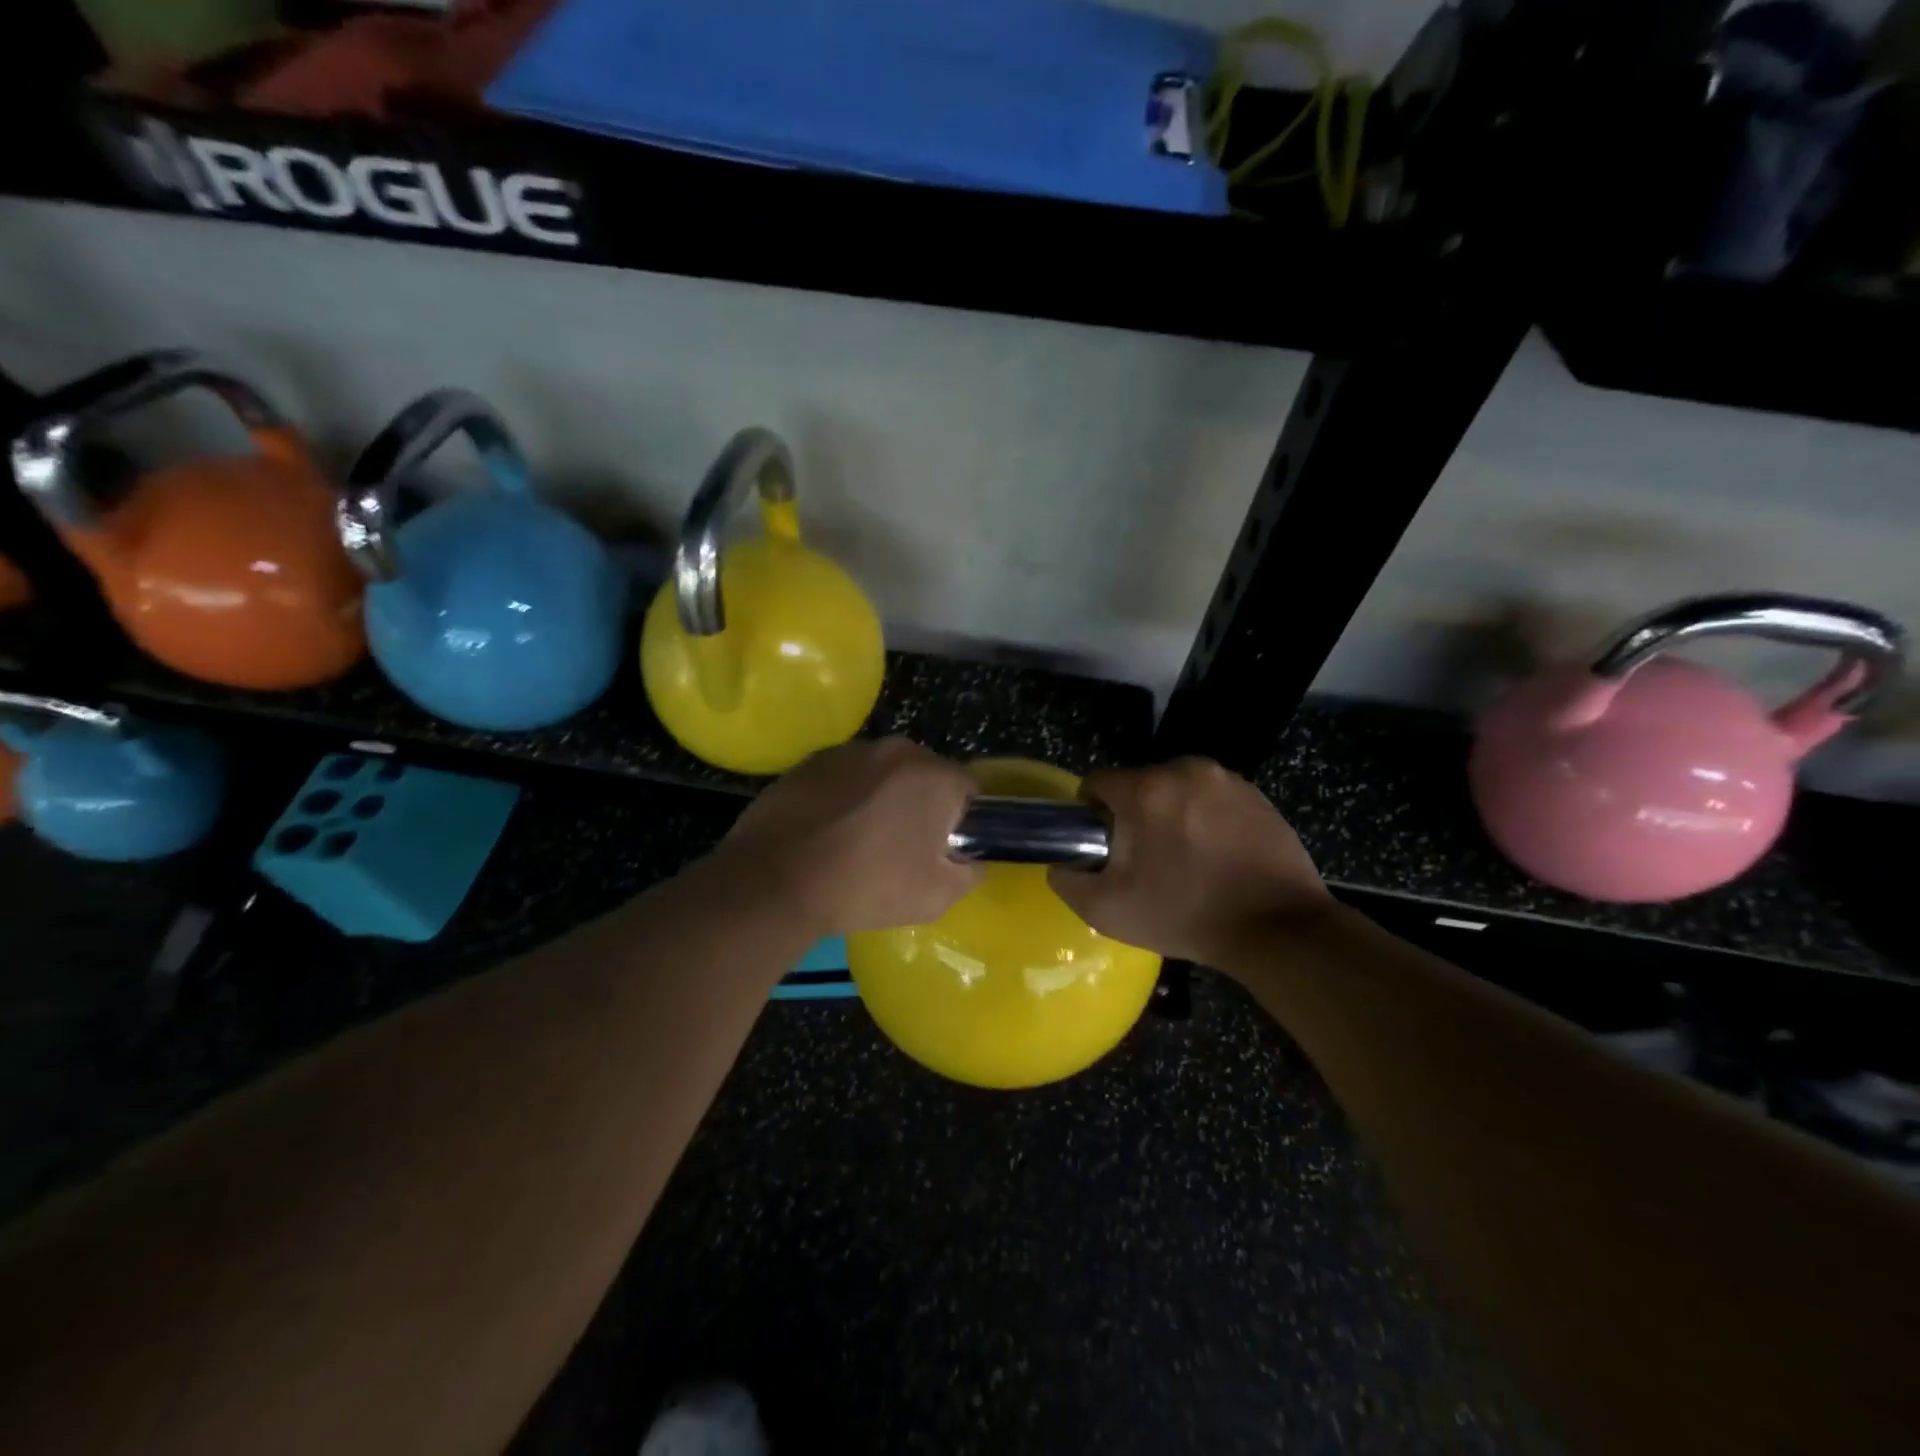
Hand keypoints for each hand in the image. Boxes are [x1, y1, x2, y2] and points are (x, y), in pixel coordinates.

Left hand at [711, 738, 981, 936]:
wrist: (777, 881)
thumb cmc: (867, 886)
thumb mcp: (936, 896)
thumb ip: (968, 873)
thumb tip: (969, 861)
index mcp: (933, 776)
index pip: (967, 788)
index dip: (960, 819)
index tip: (941, 847)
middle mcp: (895, 750)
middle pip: (923, 774)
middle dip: (919, 803)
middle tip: (901, 846)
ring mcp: (848, 751)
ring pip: (881, 773)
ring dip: (880, 796)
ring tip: (857, 839)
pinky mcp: (810, 761)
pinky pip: (843, 777)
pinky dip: (843, 796)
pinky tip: (826, 831)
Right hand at [1049, 758, 1330, 968]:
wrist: (1276, 927)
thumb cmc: (1185, 915)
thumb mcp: (1107, 911)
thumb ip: (1068, 881)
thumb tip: (1061, 864)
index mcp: (1145, 790)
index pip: (1096, 783)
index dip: (1091, 815)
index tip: (1103, 847)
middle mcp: (1184, 770)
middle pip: (1138, 784)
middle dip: (1134, 815)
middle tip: (1145, 860)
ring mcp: (1225, 779)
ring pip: (1176, 789)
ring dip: (1171, 814)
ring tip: (1185, 859)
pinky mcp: (1256, 793)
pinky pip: (1212, 798)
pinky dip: (1206, 818)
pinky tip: (1217, 855)